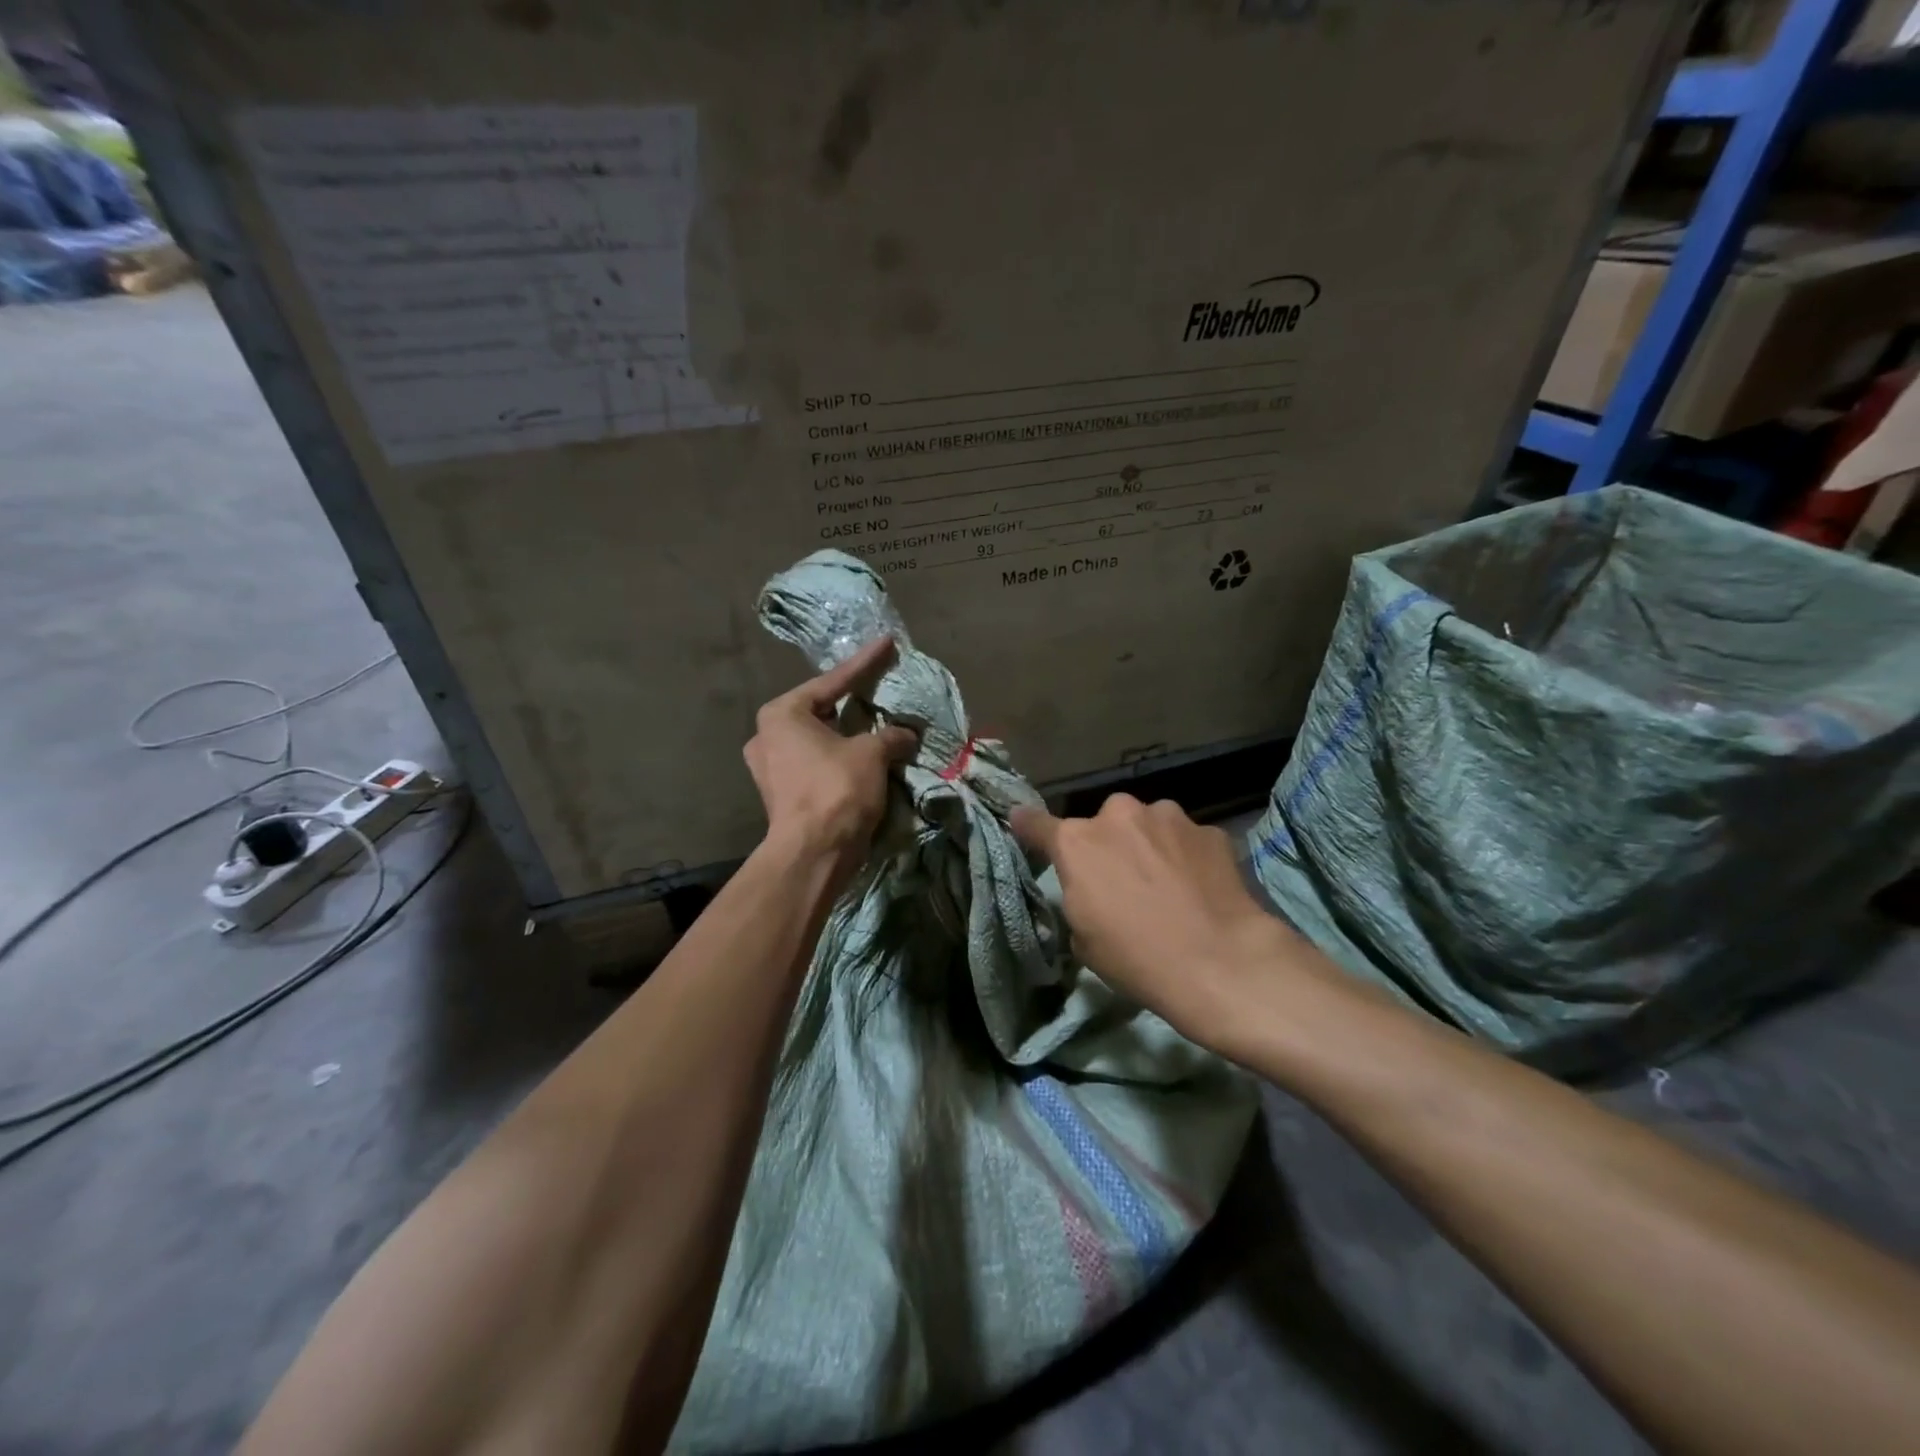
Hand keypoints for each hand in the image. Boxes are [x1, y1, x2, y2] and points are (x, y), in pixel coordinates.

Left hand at [745, 637, 918, 880]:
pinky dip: (839, 759)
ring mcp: (770, 768)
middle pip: (821, 710)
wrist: (813, 853)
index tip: (887, 643)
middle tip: (878, 687)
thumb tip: (906, 735)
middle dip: (852, 702)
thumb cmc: (837, 790)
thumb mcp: (871, 754)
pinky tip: (862, 758)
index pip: (833, 681)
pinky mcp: (781, 794)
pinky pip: (816, 764)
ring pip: (818, 740)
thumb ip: (891, 736)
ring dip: (847, 735)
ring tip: (874, 725)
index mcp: (782, 714)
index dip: (866, 663)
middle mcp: (767, 735)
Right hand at [1011, 794, 1312, 1047]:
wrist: (1220, 962)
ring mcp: (1167, 816)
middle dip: (1108, 845)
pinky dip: (1186, 856)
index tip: (1022, 824)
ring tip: (1168, 885)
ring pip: (1147, 825)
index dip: (1027, 826)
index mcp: (1077, 842)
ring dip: (1149, 845)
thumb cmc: (1136, 958)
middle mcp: (1117, 815)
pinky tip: (1200, 888)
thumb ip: (1076, 896)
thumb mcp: (1083, 939)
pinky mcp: (1207, 829)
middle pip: (1102, 824)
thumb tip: (1088, 887)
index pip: (1036, 823)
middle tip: (1123, 881)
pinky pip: (1185, 839)